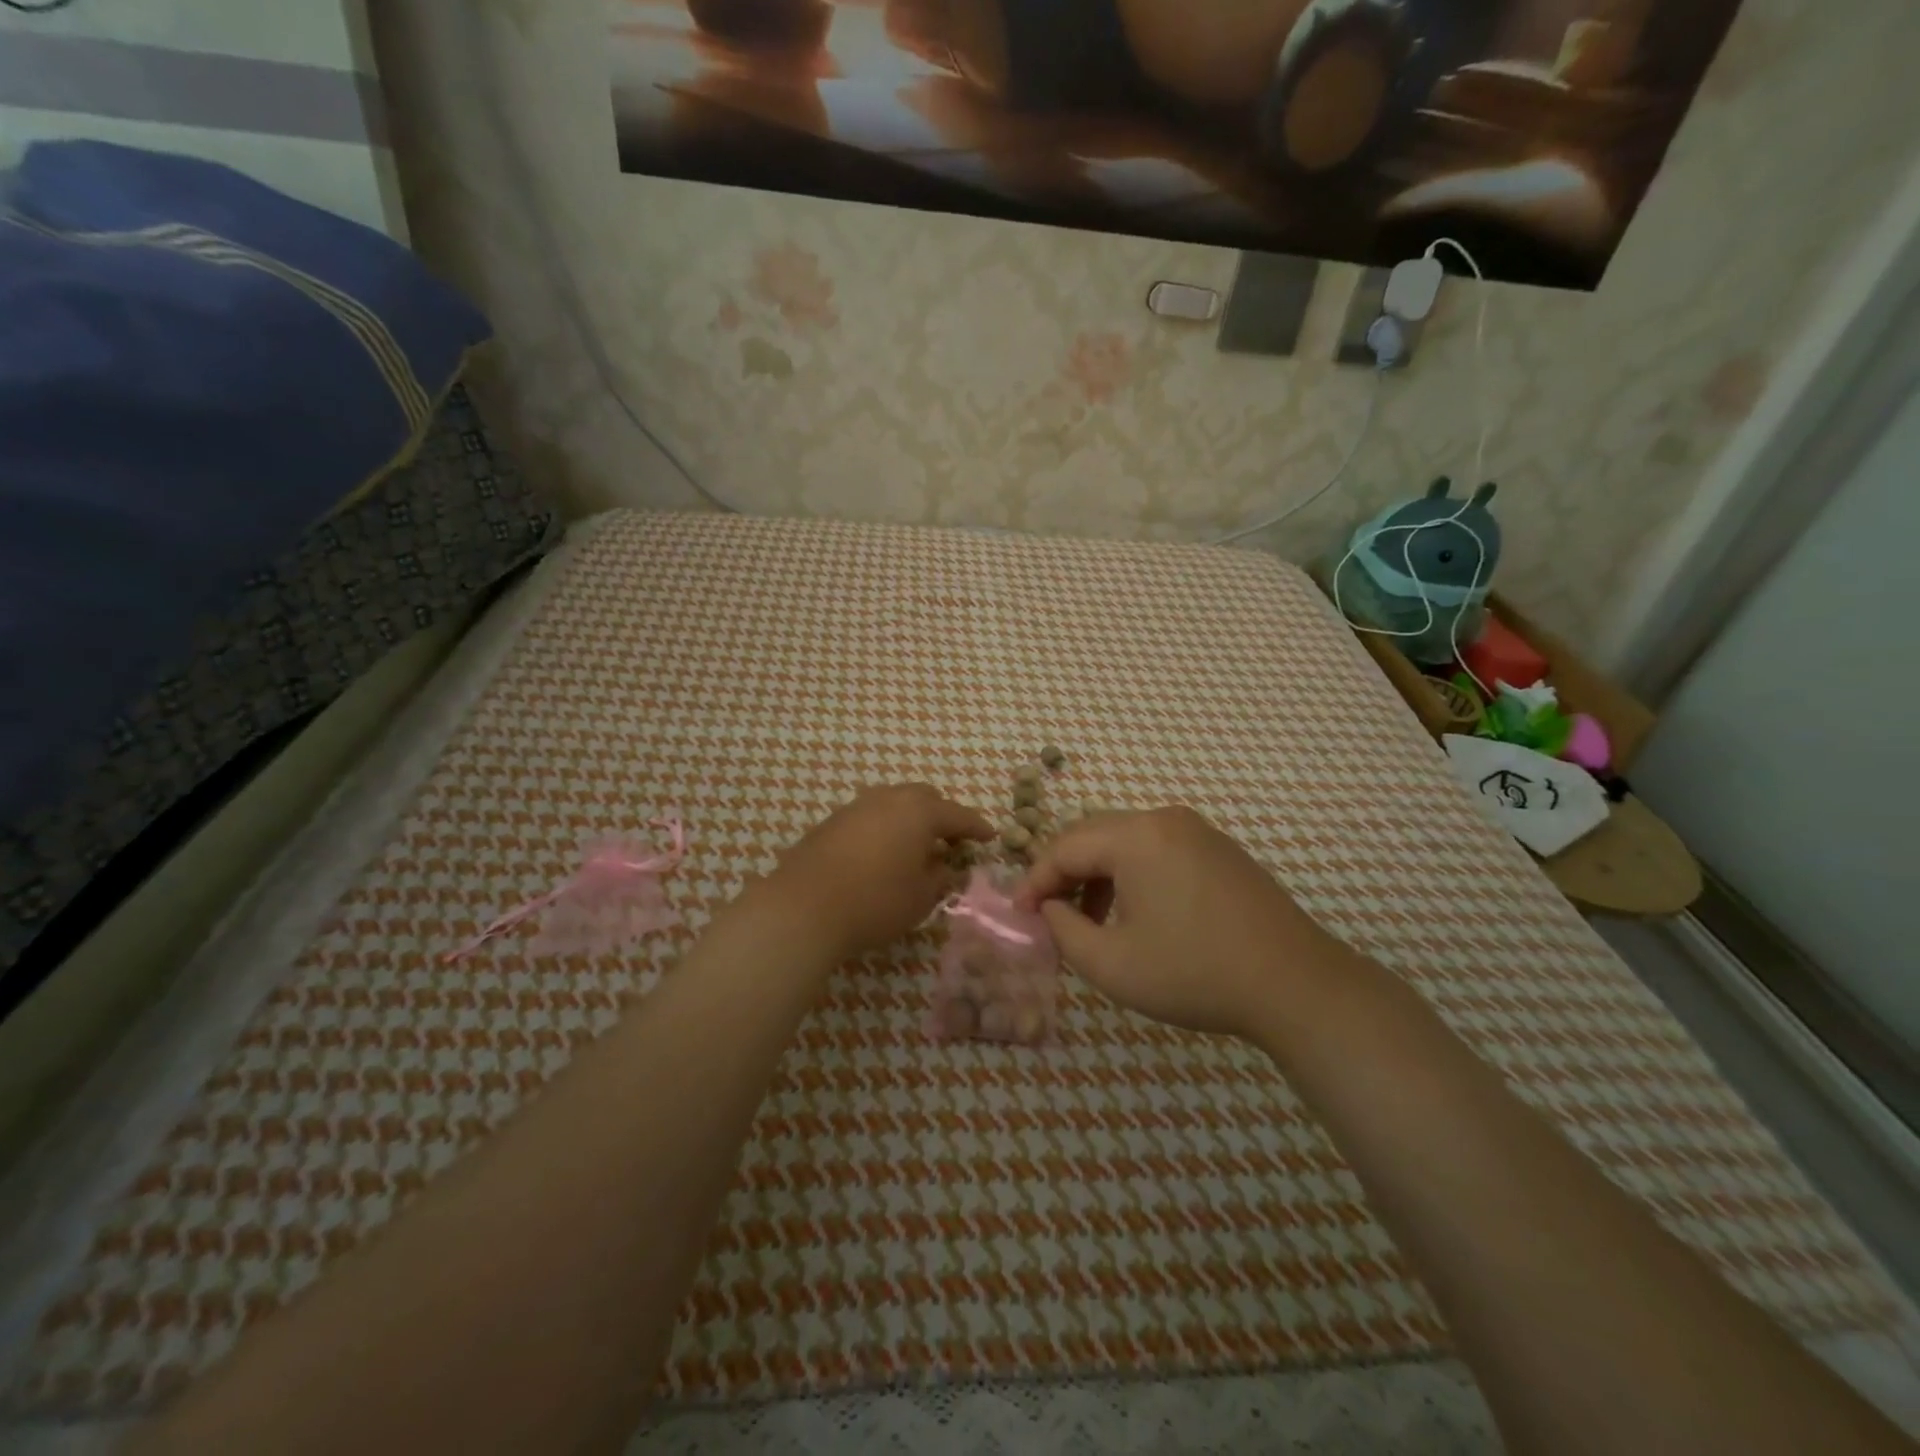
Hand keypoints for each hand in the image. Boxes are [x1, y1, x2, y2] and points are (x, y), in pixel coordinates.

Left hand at [760, 784, 992, 960]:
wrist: (803, 907)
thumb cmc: (875, 901)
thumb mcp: (921, 898)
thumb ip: (940, 878)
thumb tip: (946, 867)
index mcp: (919, 812)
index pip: (958, 815)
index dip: (977, 827)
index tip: (990, 836)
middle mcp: (889, 799)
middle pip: (924, 798)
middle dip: (942, 816)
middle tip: (950, 841)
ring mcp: (856, 807)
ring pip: (893, 802)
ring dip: (910, 819)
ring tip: (915, 847)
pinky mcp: (831, 822)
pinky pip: (869, 816)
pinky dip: (884, 828)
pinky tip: (881, 853)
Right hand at [1017, 806, 1339, 1038]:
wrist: (1295, 984)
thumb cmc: (1194, 973)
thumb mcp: (1112, 963)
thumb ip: (1064, 930)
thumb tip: (1051, 908)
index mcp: (1136, 836)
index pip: (1065, 847)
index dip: (1035, 881)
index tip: (1020, 916)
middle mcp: (1165, 820)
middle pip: (1094, 836)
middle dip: (1065, 875)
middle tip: (1050, 916)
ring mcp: (1198, 831)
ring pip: (1126, 843)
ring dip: (1098, 877)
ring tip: (1092, 923)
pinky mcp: (1220, 850)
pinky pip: (1158, 851)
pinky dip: (1132, 876)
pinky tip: (1136, 915)